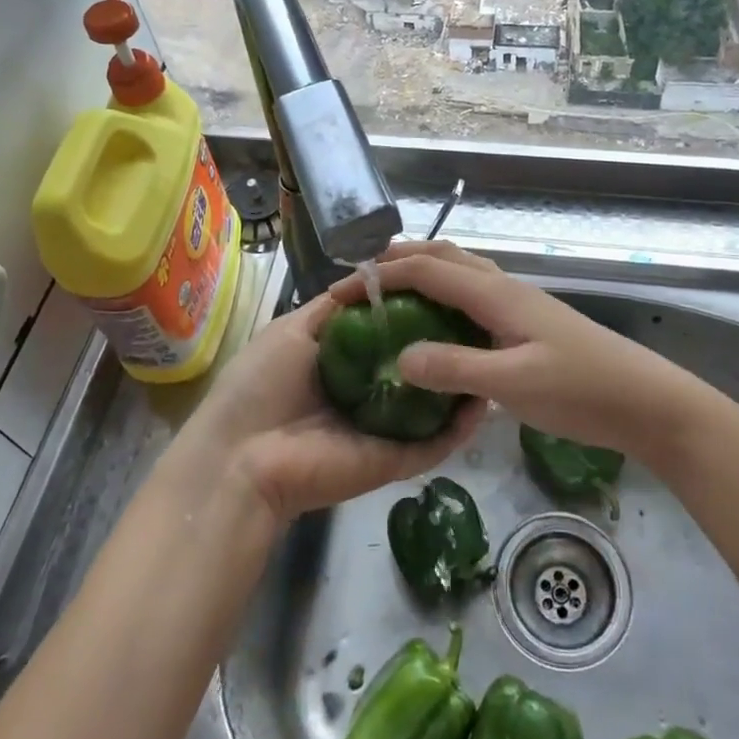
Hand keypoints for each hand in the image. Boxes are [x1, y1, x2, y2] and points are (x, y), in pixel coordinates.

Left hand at [177, 293, 485, 526]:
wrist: (243, 458)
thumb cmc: (261, 384)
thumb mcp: (294, 330)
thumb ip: (334, 307)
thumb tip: (371, 279)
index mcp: (345, 362)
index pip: (392, 333)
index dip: (418, 309)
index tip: (446, 285)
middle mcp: (371, 392)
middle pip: (418, 365)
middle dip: (448, 343)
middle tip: (483, 317)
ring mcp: (387, 428)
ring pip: (435, 403)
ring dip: (463, 380)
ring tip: (495, 349)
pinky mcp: (398, 458)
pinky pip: (437, 441)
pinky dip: (463, 423)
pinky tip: (486, 393)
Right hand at [328, 241, 703, 461]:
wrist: (645, 400)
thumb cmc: (581, 389)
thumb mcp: (513, 383)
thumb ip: (455, 368)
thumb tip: (397, 358)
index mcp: (495, 293)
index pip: (427, 269)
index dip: (381, 275)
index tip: (342, 292)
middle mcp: (503, 288)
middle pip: (443, 257)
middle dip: (399, 260)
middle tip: (361, 283)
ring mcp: (517, 304)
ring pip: (460, 272)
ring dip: (423, 273)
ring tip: (390, 298)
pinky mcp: (526, 323)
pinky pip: (473, 296)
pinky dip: (444, 297)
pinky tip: (438, 328)